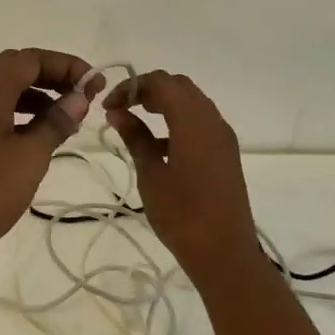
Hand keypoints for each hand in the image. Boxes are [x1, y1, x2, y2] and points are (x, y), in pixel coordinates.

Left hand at [0, 48, 98, 271]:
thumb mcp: (29, 158)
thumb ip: (56, 122)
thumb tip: (79, 97)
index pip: (28, 59)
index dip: (64, 65)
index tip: (93, 84)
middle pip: (14, 69)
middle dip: (51, 76)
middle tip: (81, 97)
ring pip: (2, 91)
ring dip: (36, 95)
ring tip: (66, 119)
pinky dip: (19, 115)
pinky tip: (38, 137)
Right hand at [104, 70, 261, 275]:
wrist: (225, 252)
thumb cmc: (182, 215)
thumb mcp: (151, 175)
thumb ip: (135, 138)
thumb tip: (118, 112)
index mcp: (193, 121)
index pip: (161, 82)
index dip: (132, 86)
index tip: (109, 106)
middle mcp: (213, 120)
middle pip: (179, 87)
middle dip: (148, 90)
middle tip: (121, 109)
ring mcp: (223, 136)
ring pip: (192, 103)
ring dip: (164, 105)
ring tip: (135, 123)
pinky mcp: (226, 153)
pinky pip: (201, 123)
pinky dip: (178, 122)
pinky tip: (158, 147)